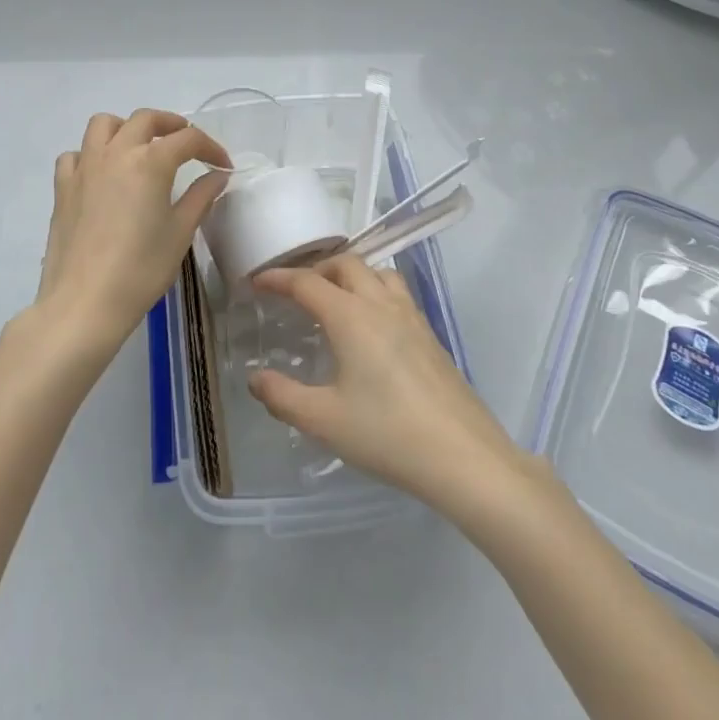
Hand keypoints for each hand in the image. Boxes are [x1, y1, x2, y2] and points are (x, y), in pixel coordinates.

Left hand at [33, 110, 230, 350]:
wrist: (84, 303)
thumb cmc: (141, 269)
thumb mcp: (180, 233)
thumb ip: (200, 197)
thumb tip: (217, 176)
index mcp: (150, 161)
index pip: (188, 139)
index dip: (210, 148)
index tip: (222, 166)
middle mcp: (116, 153)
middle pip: (145, 119)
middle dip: (171, 125)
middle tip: (187, 144)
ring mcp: (84, 167)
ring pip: (104, 125)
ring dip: (127, 128)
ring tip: (141, 147)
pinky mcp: (62, 187)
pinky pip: (75, 154)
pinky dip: (91, 154)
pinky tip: (102, 174)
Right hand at [246, 255, 529, 513]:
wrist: (463, 455)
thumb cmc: (387, 434)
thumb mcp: (324, 420)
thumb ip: (283, 396)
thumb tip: (255, 377)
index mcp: (350, 316)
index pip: (307, 282)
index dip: (278, 278)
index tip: (256, 281)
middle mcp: (381, 304)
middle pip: (346, 264)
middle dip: (316, 269)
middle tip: (295, 292)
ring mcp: (411, 316)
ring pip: (377, 272)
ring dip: (350, 274)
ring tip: (334, 299)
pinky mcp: (430, 334)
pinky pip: (396, 292)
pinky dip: (374, 290)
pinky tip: (371, 325)